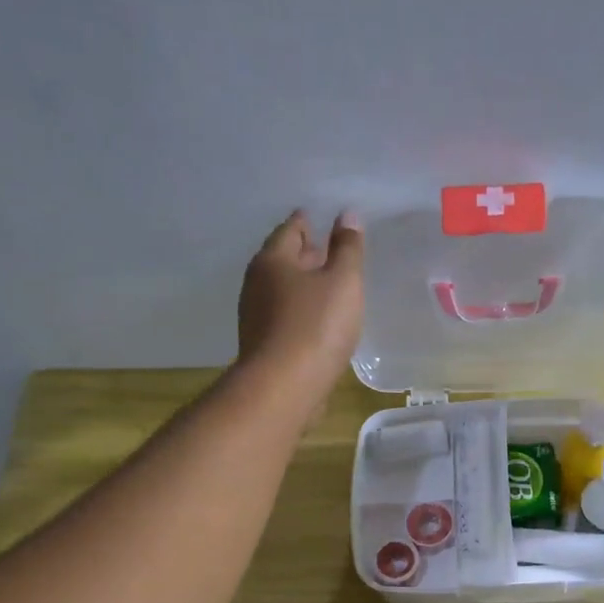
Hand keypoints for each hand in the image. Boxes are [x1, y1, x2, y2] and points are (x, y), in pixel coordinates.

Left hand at [236, 210, 365, 402]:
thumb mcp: (343, 281)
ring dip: (303, 285)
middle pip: (283, 259)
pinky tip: (318, 321)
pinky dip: (301, 311)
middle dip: (305, 253)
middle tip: (328, 251)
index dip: (308, 222)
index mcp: (273, 260)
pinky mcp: (263, 345)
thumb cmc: (316, 326)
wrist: (283, 388)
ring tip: (328, 286)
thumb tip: (346, 215)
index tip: (322, 219)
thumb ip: (348, 248)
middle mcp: (257, 283)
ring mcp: (256, 316)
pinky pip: (284, 317)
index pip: (291, 229)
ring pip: (282, 290)